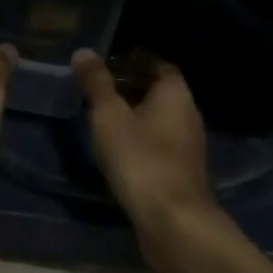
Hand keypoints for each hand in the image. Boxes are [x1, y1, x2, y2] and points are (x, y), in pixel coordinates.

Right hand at [73, 50, 218, 272]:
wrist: (173, 220)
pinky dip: (142, 138)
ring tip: (104, 118)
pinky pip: (160, 142)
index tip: (108, 63)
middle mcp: (189, 113)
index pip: (157, 64)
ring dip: (136, 114)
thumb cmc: (140, 158)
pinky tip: (120, 149)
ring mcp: (189, 144)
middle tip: (100, 89)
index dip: (133, 60)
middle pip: (160, 91)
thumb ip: (97, 83)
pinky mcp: (183, 170)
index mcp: (175, 92)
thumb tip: (84, 52)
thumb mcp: (109, 116)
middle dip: (132, 86)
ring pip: (160, 118)